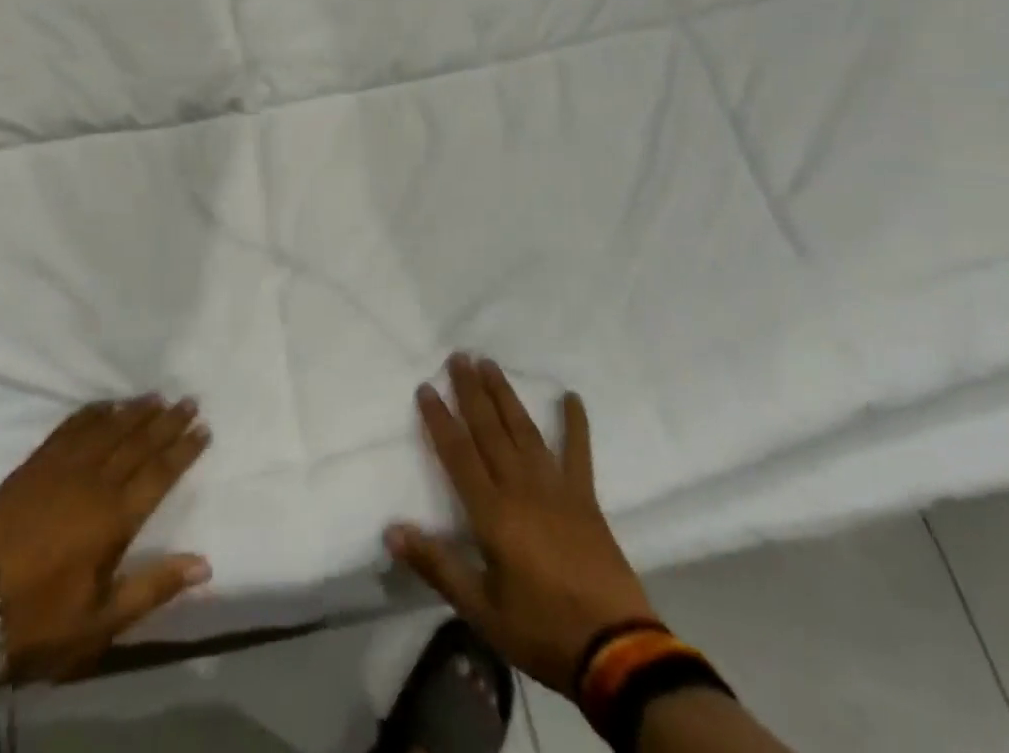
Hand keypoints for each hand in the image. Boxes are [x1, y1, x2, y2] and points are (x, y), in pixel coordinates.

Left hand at [0, 396, 211, 683]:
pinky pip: (70, 427)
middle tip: (189, 400)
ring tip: (156, 397)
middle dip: (167, 421)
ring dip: (134, 411)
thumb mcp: (100, 621)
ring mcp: (61, 468)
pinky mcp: (34, 464)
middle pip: (138, 442)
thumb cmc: (39, 621)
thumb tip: (204, 564)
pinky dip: (92, 413)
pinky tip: (104, 405)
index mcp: (113, 518)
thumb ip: (153, 587)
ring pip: (108, 428)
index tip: (203, 428)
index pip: (159, 473)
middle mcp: (93, 482)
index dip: (183, 450)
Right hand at [385, 355, 656, 693]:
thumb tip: (391, 530)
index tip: (426, 387)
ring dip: (505, 396)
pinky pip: (579, 454)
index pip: (458, 453)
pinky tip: (572, 397)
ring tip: (490, 364)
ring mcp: (556, 488)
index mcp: (492, 512)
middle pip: (489, 430)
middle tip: (458, 356)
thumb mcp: (481, 610)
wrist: (617, 653)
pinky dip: (576, 424)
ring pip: (524, 430)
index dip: (439, 419)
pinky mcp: (585, 499)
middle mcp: (521, 487)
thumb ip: (436, 565)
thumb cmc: (542, 630)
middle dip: (471, 391)